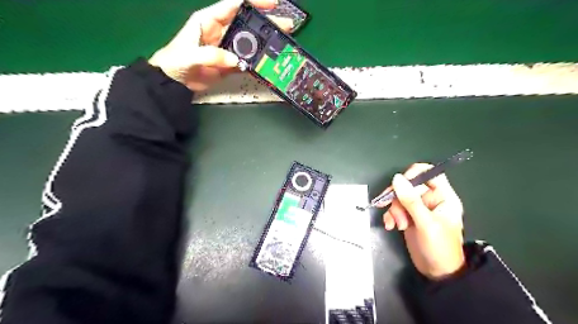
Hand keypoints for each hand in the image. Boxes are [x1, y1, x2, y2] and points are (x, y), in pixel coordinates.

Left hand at [148, 0, 293, 90]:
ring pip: (250, 43)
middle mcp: (221, 31)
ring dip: (265, 43)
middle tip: (286, 25)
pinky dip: (257, 62)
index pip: (234, 5)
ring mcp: (228, 48)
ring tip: (282, 44)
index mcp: (209, 20)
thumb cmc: (176, 61)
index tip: (272, 3)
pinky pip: (246, 61)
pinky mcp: (230, 63)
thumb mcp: (189, 55)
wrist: (174, 81)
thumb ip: (211, 55)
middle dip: (267, 23)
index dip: (253, 2)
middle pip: (248, 23)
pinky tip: (268, 62)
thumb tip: (236, 60)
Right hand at [380, 163, 463, 278]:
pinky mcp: (407, 217)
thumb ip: (411, 200)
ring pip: (399, 198)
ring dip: (394, 210)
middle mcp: (430, 200)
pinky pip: (394, 209)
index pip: (429, 173)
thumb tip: (397, 178)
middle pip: (408, 186)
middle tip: (396, 211)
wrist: (436, 272)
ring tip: (398, 224)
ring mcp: (417, 208)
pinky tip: (390, 225)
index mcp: (443, 196)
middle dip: (398, 198)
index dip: (414, 174)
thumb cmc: (439, 247)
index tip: (400, 183)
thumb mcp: (426, 223)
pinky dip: (390, 216)